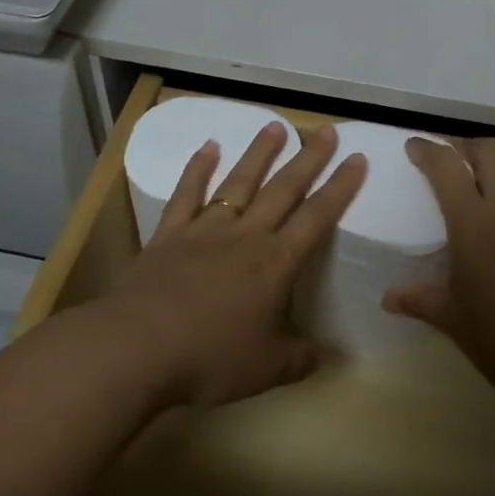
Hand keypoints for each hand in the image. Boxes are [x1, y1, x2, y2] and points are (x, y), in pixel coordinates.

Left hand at [101, 120, 365, 407]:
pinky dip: (198, 169)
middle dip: (308, 159)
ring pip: (238, 183)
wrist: (138, 348)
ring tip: (275, 126)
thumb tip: (330, 356)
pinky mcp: (169, 235)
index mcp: (275, 264)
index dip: (340, 187)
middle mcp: (245, 237)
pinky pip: (187, 194)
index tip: (357, 158)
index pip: (317, 218)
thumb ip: (300, 358)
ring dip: (259, 153)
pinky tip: (208, 147)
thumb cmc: (210, 358)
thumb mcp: (266, 369)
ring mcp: (204, 231)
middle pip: (283, 189)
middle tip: (324, 130)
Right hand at [385, 137, 494, 393]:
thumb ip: (417, 299)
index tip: (413, 147)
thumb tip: (389, 299)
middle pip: (491, 152)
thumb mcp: (449, 317)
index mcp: (473, 223)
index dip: (428, 150)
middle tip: (449, 163)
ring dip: (492, 177)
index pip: (447, 166)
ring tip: (473, 201)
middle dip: (467, 148)